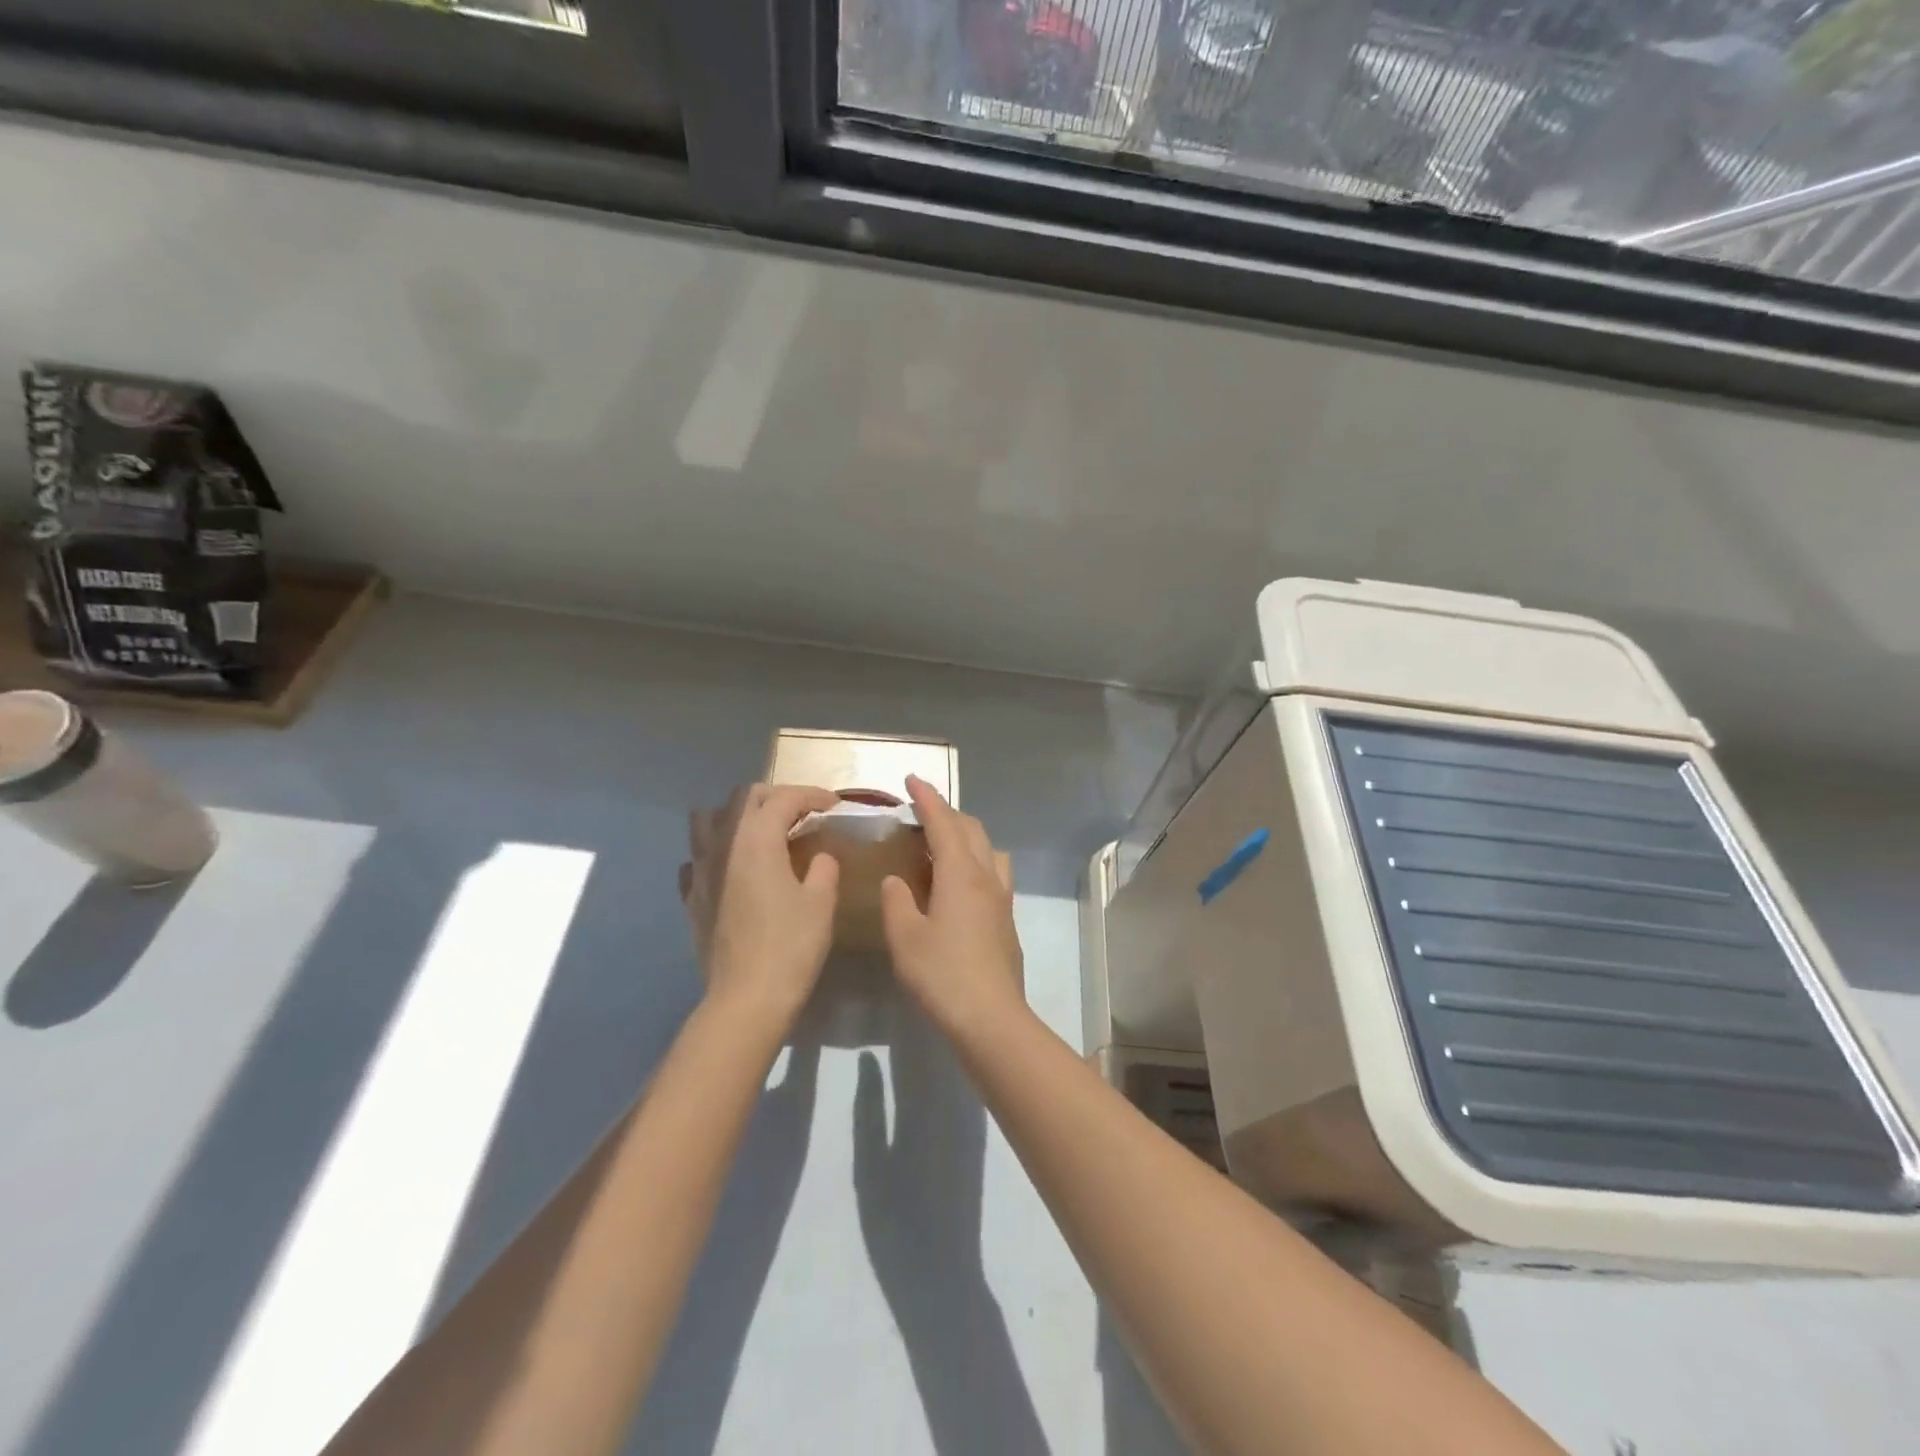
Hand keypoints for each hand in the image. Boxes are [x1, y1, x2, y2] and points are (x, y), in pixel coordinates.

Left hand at [680, 783, 841, 1028]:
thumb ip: (823, 868)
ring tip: (762, 831)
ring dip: (738, 816)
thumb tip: (820, 856)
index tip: (833, 805)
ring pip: (710, 819)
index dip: (812, 795)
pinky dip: (716, 850)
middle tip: (803, 813)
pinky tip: (732, 867)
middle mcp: (723, 844)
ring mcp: (701, 870)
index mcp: (757, 840)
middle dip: (776, 797)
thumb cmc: (790, 947)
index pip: (784, 798)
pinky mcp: (692, 896)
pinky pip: (697, 857)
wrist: (746, 999)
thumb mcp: (821, 903)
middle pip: (744, 798)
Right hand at [880, 775, 1024, 1033]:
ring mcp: (1002, 899)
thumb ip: (897, 902)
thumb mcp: (906, 938)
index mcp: (960, 873)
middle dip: (947, 813)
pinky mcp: (1007, 920)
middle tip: (921, 811)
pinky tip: (959, 884)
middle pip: (971, 830)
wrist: (991, 1018)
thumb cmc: (943, 975)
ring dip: (967, 836)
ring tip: (943, 845)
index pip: (943, 823)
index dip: (927, 798)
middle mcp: (986, 878)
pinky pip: (994, 873)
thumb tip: (896, 881)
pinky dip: (976, 862)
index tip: (912, 779)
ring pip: (989, 850)